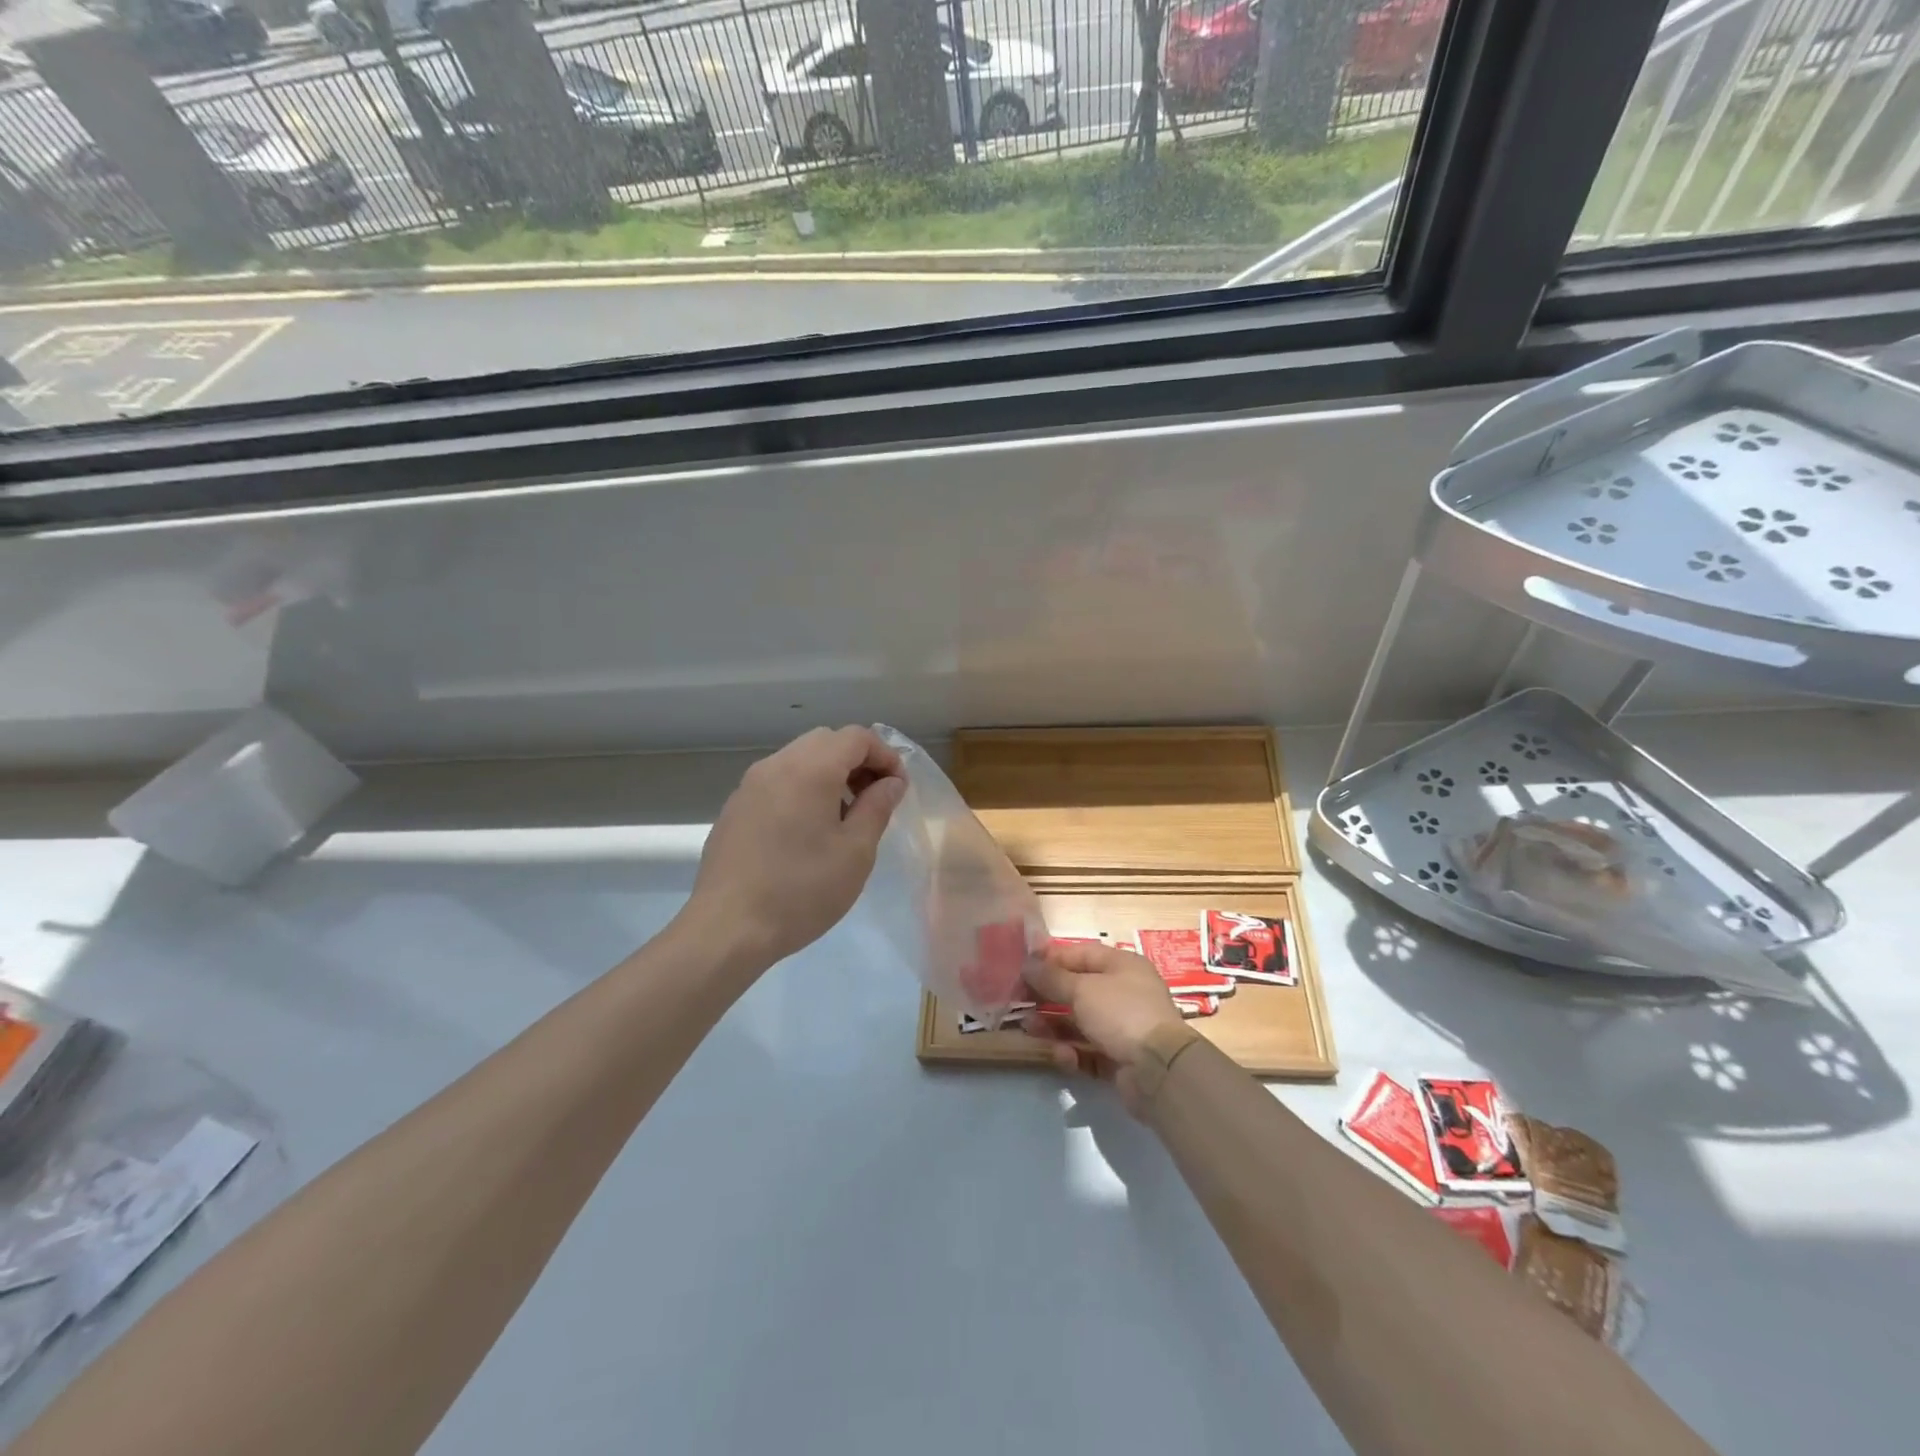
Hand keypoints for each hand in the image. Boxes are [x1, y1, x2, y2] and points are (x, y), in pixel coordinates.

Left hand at [683, 726, 905, 972]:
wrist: (728, 928)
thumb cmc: (801, 890)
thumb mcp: (855, 852)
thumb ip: (877, 807)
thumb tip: (890, 782)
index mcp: (810, 769)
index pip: (857, 737)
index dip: (885, 755)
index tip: (898, 788)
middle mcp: (776, 765)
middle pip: (826, 741)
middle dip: (857, 761)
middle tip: (874, 798)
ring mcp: (749, 785)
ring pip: (799, 759)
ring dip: (829, 774)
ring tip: (844, 817)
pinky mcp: (735, 809)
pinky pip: (778, 781)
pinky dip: (803, 789)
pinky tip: (807, 832)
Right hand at [1022, 940, 1184, 1114]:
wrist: (1160, 1070)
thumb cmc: (1121, 1013)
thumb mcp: (1082, 989)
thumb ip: (1051, 977)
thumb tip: (1027, 964)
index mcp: (1121, 965)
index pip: (1080, 954)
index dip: (1051, 958)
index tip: (1022, 966)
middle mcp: (1124, 992)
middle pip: (1077, 989)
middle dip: (1047, 995)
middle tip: (1019, 1002)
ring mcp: (1123, 1026)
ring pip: (1079, 1021)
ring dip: (1054, 1025)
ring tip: (1030, 1030)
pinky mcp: (1119, 1057)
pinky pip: (1088, 1049)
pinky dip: (1073, 1052)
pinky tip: (1063, 1056)